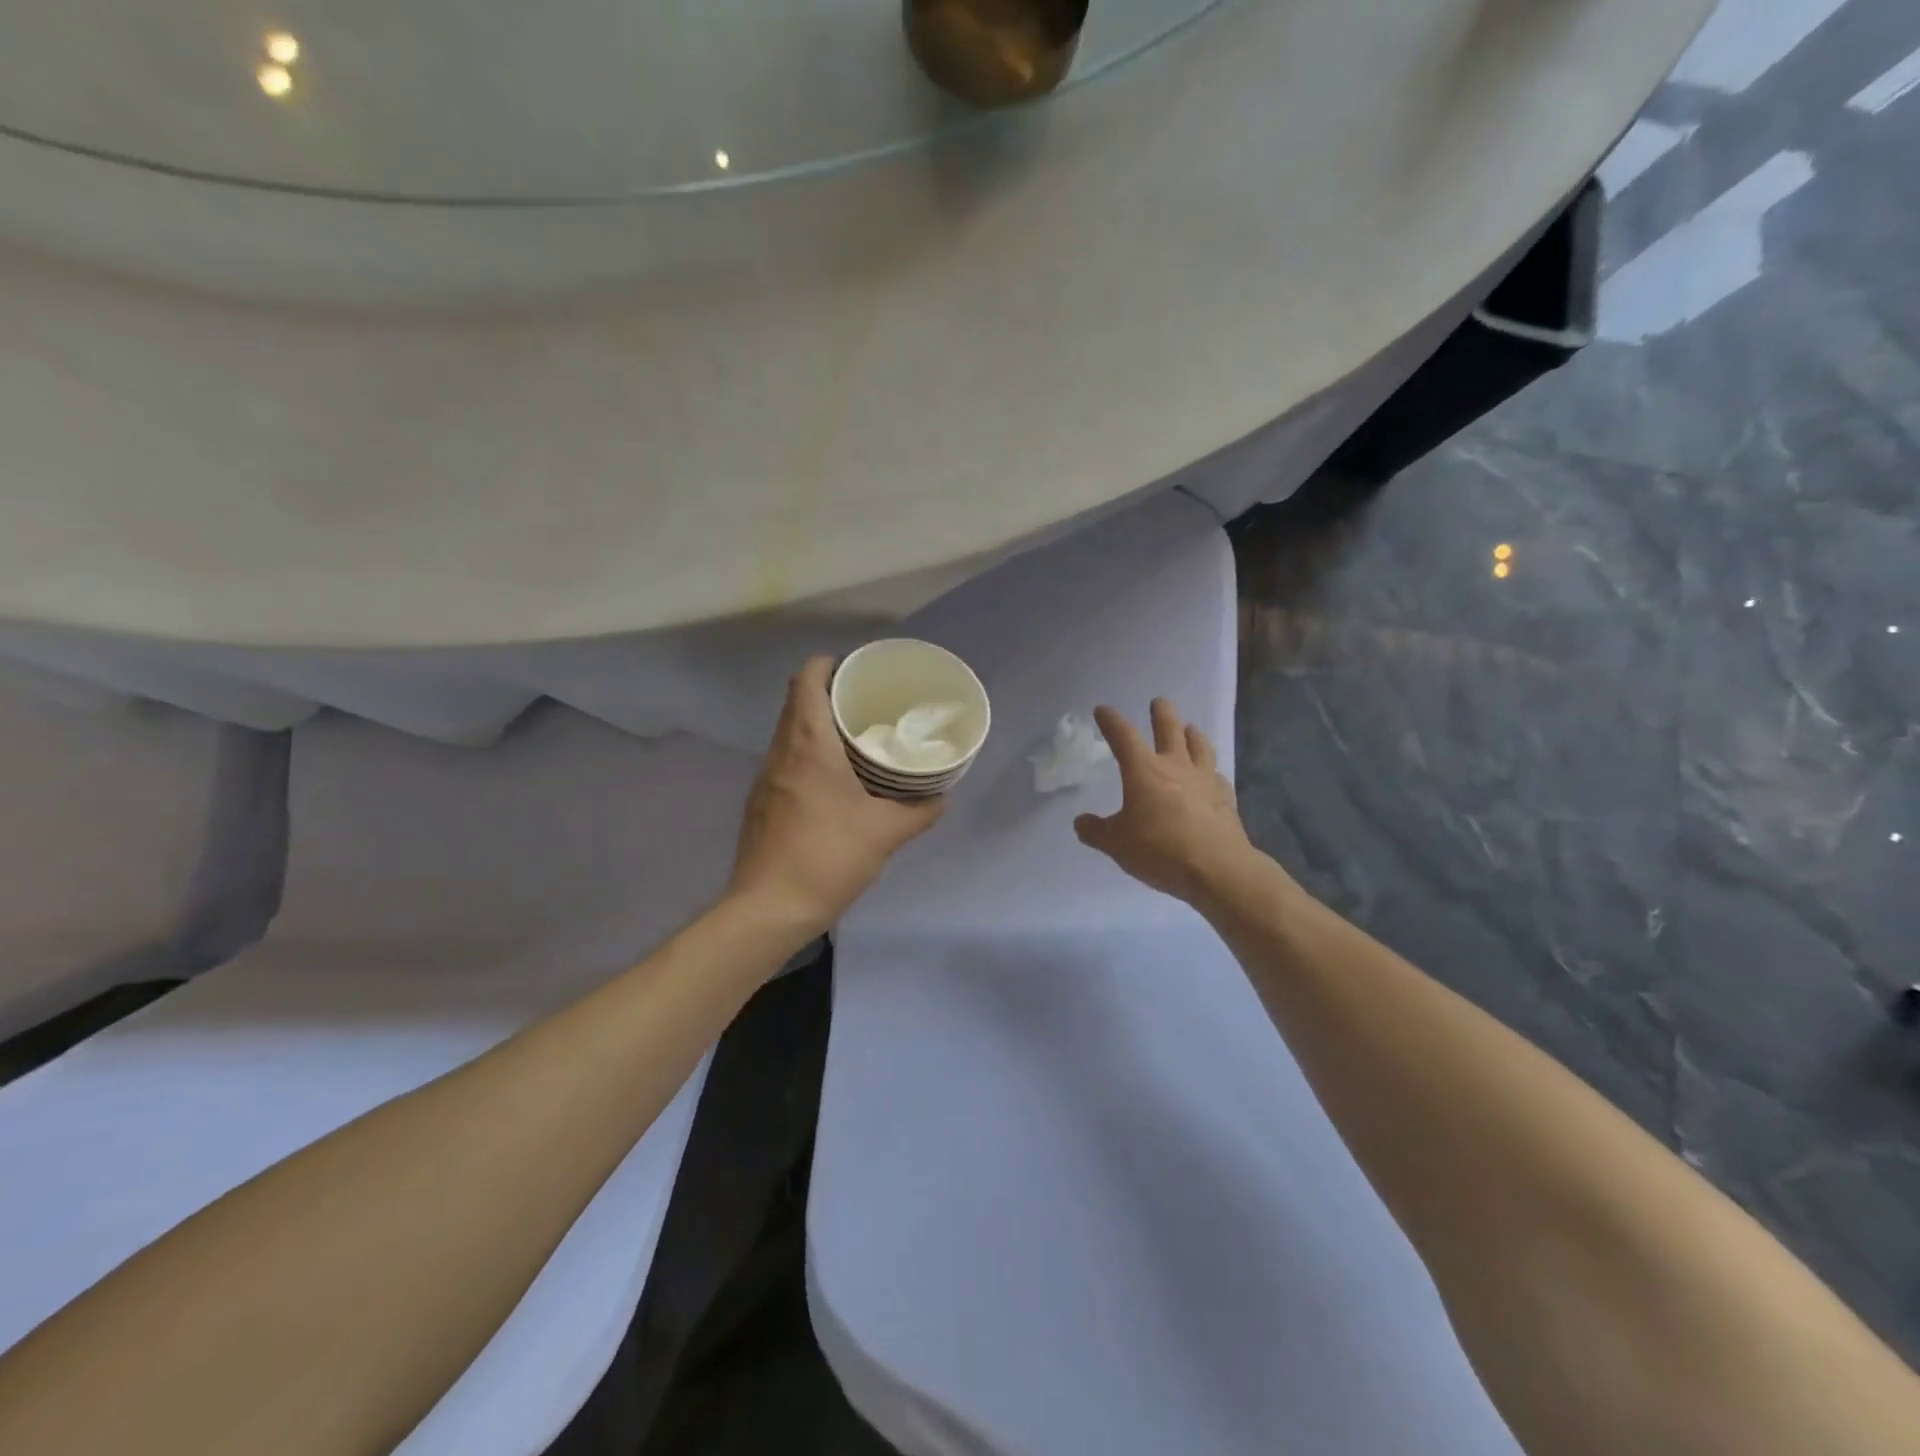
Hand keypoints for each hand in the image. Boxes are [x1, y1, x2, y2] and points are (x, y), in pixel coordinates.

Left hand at [730, 656, 945, 936]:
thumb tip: (941, 797)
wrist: (768, 909)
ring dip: (819, 727)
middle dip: (830, 694)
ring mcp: (766, 778)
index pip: (806, 679)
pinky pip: (786, 761)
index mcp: (808, 744)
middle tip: (869, 705)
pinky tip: (835, 782)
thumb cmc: (827, 857)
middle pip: (797, 702)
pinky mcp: (762, 803)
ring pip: (790, 733)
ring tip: (857, 740)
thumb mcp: (885, 833)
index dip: (829, 664)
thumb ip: (919, 811)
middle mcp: (781, 751)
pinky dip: (809, 756)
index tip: (858, 671)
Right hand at [1074, 699, 1253, 905]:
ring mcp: (1205, 780)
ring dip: (1193, 734)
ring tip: (1190, 728)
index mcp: (1144, 771)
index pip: (1123, 736)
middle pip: (1170, 729)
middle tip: (1158, 703)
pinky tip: (1212, 776)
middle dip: (1162, 713)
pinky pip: (1218, 776)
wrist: (1217, 869)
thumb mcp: (1116, 844)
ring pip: (1200, 746)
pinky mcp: (1225, 799)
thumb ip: (1096, 831)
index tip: (1103, 710)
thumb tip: (1080, 821)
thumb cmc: (1159, 850)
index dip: (1111, 721)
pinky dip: (1211, 772)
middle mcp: (1175, 766)